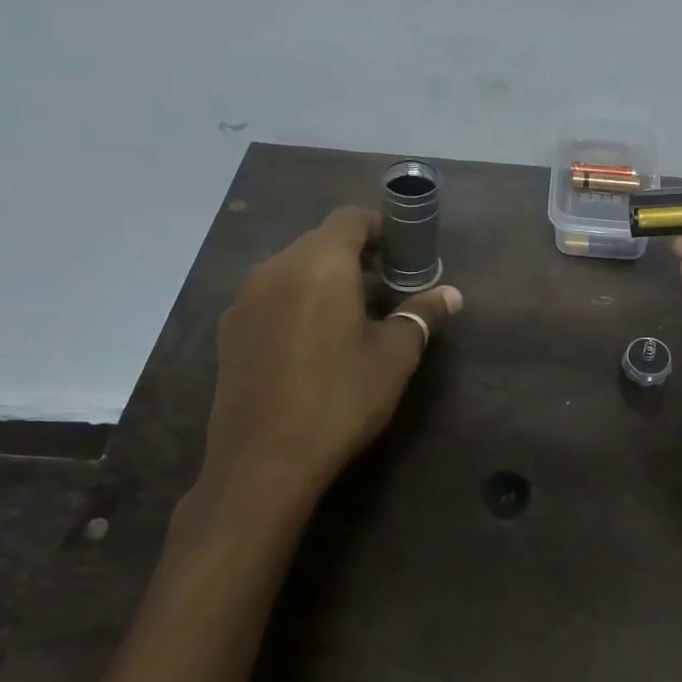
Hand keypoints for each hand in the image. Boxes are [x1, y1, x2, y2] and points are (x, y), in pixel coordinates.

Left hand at [183, 207, 461, 538]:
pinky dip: (297, 302)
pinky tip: (313, 343)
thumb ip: (422, 315)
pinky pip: (271, 296)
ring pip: (292, 268)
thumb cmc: (340, 398)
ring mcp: (245, 300)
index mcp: (319, 264)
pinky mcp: (229, 331)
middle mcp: (275, 269)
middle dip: (355, 255)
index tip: (404, 253)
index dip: (381, 227)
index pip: (350, 218)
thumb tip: (452, 294)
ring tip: (352, 316)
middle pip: (320, 241)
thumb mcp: (395, 356)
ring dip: (325, 279)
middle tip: (387, 288)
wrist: (263, 463)